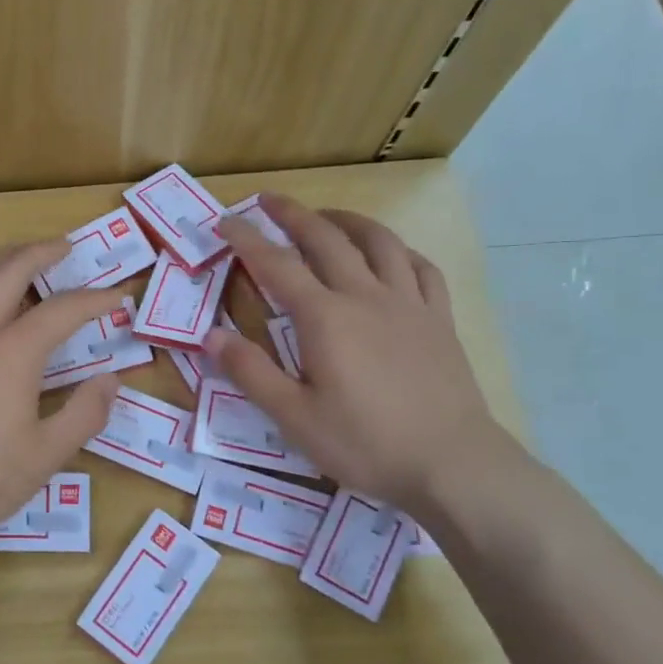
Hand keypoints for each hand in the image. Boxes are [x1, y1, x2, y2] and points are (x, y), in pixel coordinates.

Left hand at [0, 241, 120, 557]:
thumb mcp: (44, 456)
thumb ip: (85, 413)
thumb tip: (110, 380)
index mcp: (10, 353)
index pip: (62, 310)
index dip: (93, 300)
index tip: (114, 296)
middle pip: (9, 270)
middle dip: (41, 252)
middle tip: (63, 247)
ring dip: (0, 260)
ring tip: (18, 259)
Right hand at [207, 196, 508, 518]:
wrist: (452, 463)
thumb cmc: (364, 443)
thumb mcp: (294, 417)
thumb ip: (251, 372)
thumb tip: (210, 336)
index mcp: (325, 318)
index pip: (277, 265)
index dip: (247, 240)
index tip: (226, 221)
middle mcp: (365, 297)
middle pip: (327, 239)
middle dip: (294, 214)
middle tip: (270, 200)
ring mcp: (408, 304)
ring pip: (379, 243)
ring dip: (348, 221)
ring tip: (328, 215)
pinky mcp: (440, 319)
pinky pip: (423, 269)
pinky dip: (402, 251)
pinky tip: (393, 253)